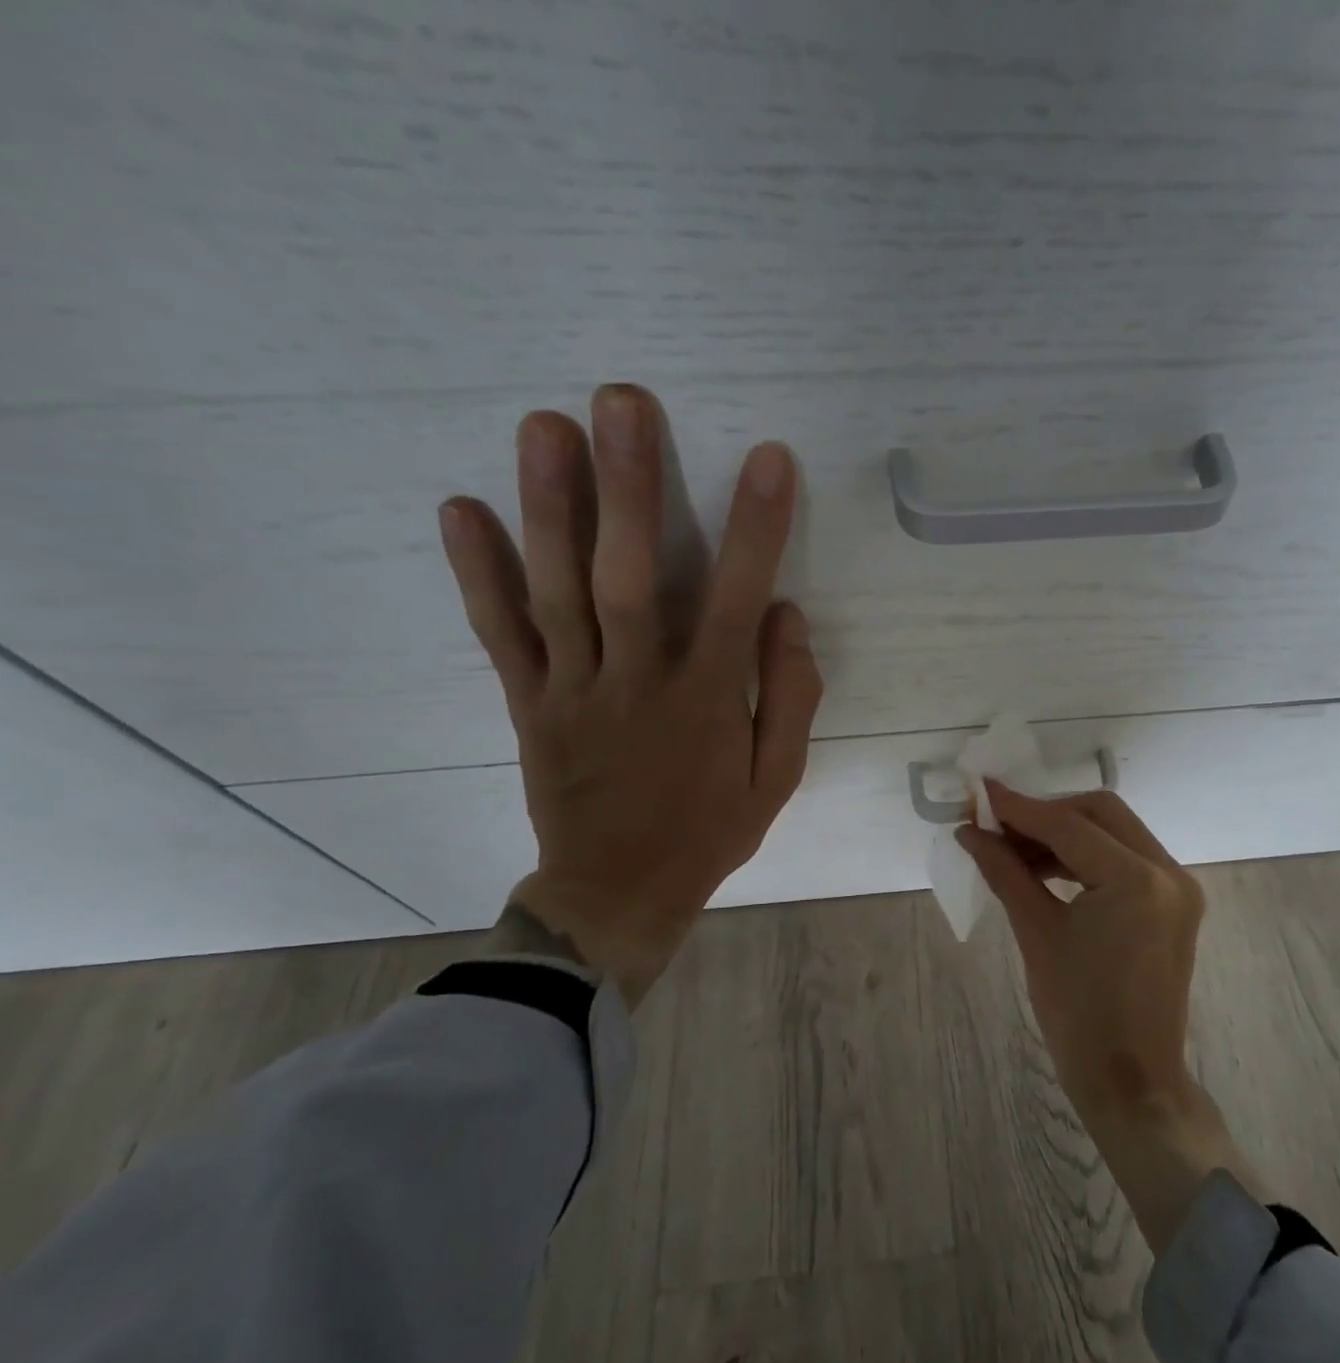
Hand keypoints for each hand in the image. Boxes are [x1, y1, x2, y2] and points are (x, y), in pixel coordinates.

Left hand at [438, 384, 822, 1006]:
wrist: (617, 893)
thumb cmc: (708, 832)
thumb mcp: (776, 779)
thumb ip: (789, 698)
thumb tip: (787, 617)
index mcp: (705, 702)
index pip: (734, 600)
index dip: (755, 529)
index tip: (769, 460)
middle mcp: (637, 683)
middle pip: (627, 577)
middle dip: (629, 487)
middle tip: (624, 401)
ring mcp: (573, 690)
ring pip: (557, 592)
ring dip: (549, 507)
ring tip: (545, 426)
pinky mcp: (530, 704)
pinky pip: (501, 636)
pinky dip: (478, 575)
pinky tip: (460, 510)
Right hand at [959, 782, 1267, 1250]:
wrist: (1132, 1083)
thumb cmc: (1078, 1016)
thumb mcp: (1037, 935)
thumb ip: (1005, 871)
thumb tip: (970, 832)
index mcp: (1137, 881)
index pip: (1069, 825)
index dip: (1019, 807)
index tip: (980, 792)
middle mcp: (1168, 871)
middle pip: (1100, 813)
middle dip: (1046, 813)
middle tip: (998, 826)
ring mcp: (1177, 886)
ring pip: (1114, 831)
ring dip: (1066, 833)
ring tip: (1014, 850)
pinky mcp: (1174, 902)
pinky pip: (1126, 858)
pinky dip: (1086, 856)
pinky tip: (1046, 868)